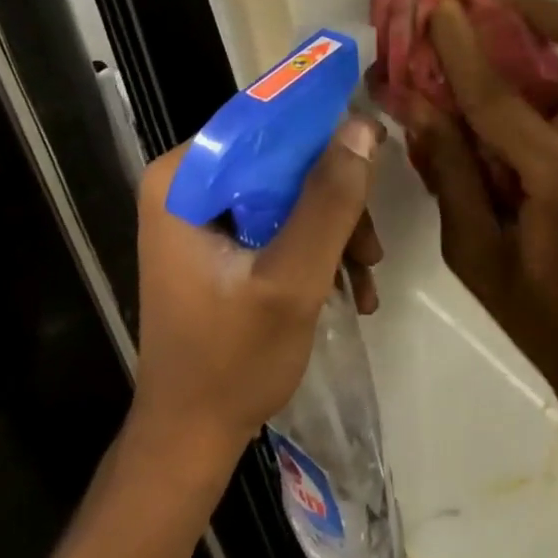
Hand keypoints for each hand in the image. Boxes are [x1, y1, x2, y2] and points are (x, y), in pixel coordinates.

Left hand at [128, 116, 384, 473]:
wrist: (192, 436)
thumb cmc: (232, 360)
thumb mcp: (292, 278)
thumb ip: (329, 202)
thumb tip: (364, 127)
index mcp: (184, 178)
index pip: (262, 121)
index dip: (322, 132)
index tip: (373, 155)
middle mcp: (189, 184)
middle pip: (282, 159)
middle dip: (336, 200)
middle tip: (371, 247)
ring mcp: (204, 215)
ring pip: (290, 191)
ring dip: (336, 230)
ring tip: (365, 279)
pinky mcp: (221, 242)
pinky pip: (281, 221)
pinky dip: (318, 248)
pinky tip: (350, 289)